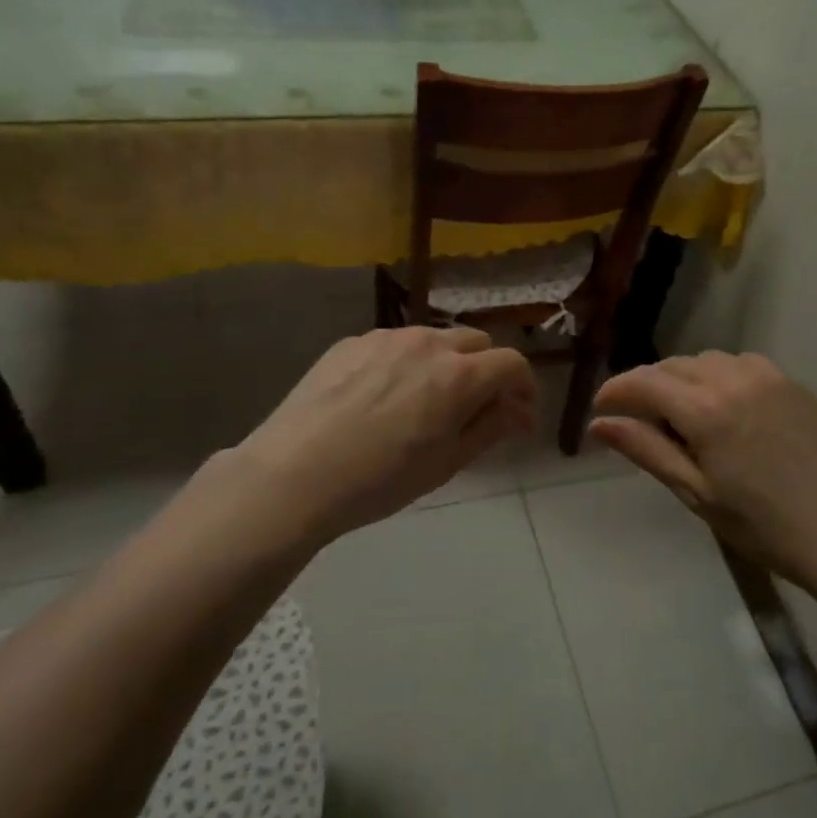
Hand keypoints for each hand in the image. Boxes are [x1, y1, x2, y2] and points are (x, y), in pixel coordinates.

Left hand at [225, 327, 535, 546]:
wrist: (293, 475)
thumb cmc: (380, 480)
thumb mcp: (446, 463)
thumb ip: (491, 428)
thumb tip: (521, 412)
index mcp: (459, 375)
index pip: (512, 363)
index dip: (523, 387)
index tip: (517, 415)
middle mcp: (428, 343)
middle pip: (476, 343)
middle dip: (486, 371)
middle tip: (473, 409)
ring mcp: (386, 337)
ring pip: (434, 339)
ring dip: (445, 363)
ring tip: (423, 402)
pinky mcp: (351, 341)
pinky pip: (394, 344)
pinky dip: (405, 363)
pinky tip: (381, 398)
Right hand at [591, 352, 816, 596]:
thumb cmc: (763, 526)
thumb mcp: (696, 494)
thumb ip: (646, 450)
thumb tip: (599, 424)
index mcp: (706, 409)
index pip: (644, 383)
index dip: (615, 391)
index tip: (599, 409)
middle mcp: (734, 378)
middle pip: (673, 366)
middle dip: (646, 385)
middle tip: (636, 419)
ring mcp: (768, 376)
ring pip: (707, 360)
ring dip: (683, 378)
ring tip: (679, 415)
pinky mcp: (793, 383)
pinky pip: (741, 364)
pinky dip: (719, 376)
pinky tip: (723, 406)